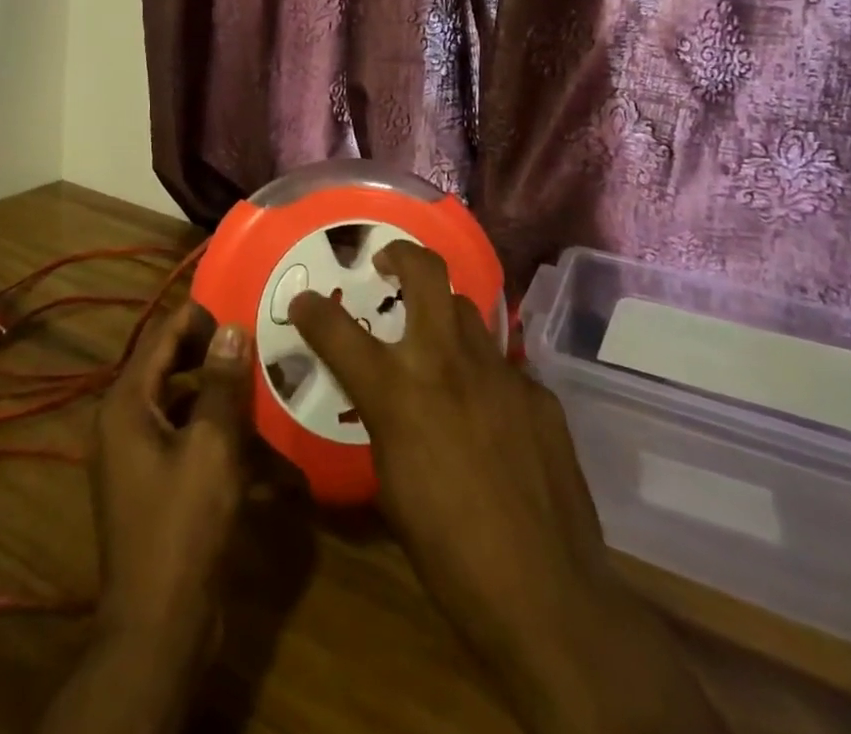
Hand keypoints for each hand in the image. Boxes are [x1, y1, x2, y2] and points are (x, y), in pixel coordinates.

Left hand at [91, 302, 251, 641]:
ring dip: (216, 388)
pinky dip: (212, 425)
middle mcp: (122, 419)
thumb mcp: (212, 447)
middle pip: (168, 363)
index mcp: (126, 403)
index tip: (244, 312)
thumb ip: (223, 383)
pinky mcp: (152, 479)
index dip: (201, 316)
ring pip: (179, 398)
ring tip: (259, 379)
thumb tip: (233, 326)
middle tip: (255, 344)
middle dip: (211, 351)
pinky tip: (253, 432)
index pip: (162, 334)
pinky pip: (182, 432)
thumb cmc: (183, 526)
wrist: (159, 626)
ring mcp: (135, 451)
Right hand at [291, 242, 720, 733]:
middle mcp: (447, 364)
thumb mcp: (390, 487)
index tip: (303, 301)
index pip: (338, 331)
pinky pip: (502, 366)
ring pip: (467, 312)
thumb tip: (385, 399)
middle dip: (401, 255)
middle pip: (426, 273)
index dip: (312, 311)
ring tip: (438, 345)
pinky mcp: (539, 392)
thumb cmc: (449, 555)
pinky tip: (489, 414)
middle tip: (388, 266)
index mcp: (398, 393)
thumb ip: (384, 423)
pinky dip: (483, 376)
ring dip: (444, 318)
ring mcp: (500, 371)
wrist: (547, 594)